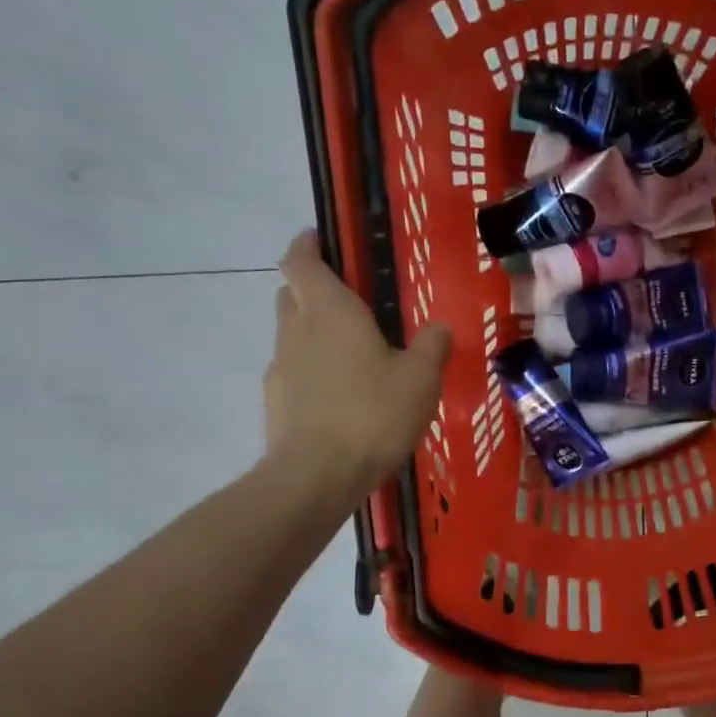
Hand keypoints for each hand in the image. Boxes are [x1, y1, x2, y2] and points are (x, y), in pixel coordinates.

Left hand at [266, 231, 451, 493]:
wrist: (317, 476)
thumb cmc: (372, 414)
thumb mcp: (420, 379)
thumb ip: (432, 347)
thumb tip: (439, 327)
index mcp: (329, 311)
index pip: (300, 260)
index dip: (306, 245)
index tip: (319, 239)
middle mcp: (296, 330)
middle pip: (293, 295)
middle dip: (313, 290)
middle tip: (350, 304)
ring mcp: (280, 368)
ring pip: (292, 335)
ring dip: (314, 335)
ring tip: (353, 358)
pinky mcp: (275, 403)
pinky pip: (294, 373)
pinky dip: (312, 373)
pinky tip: (340, 399)